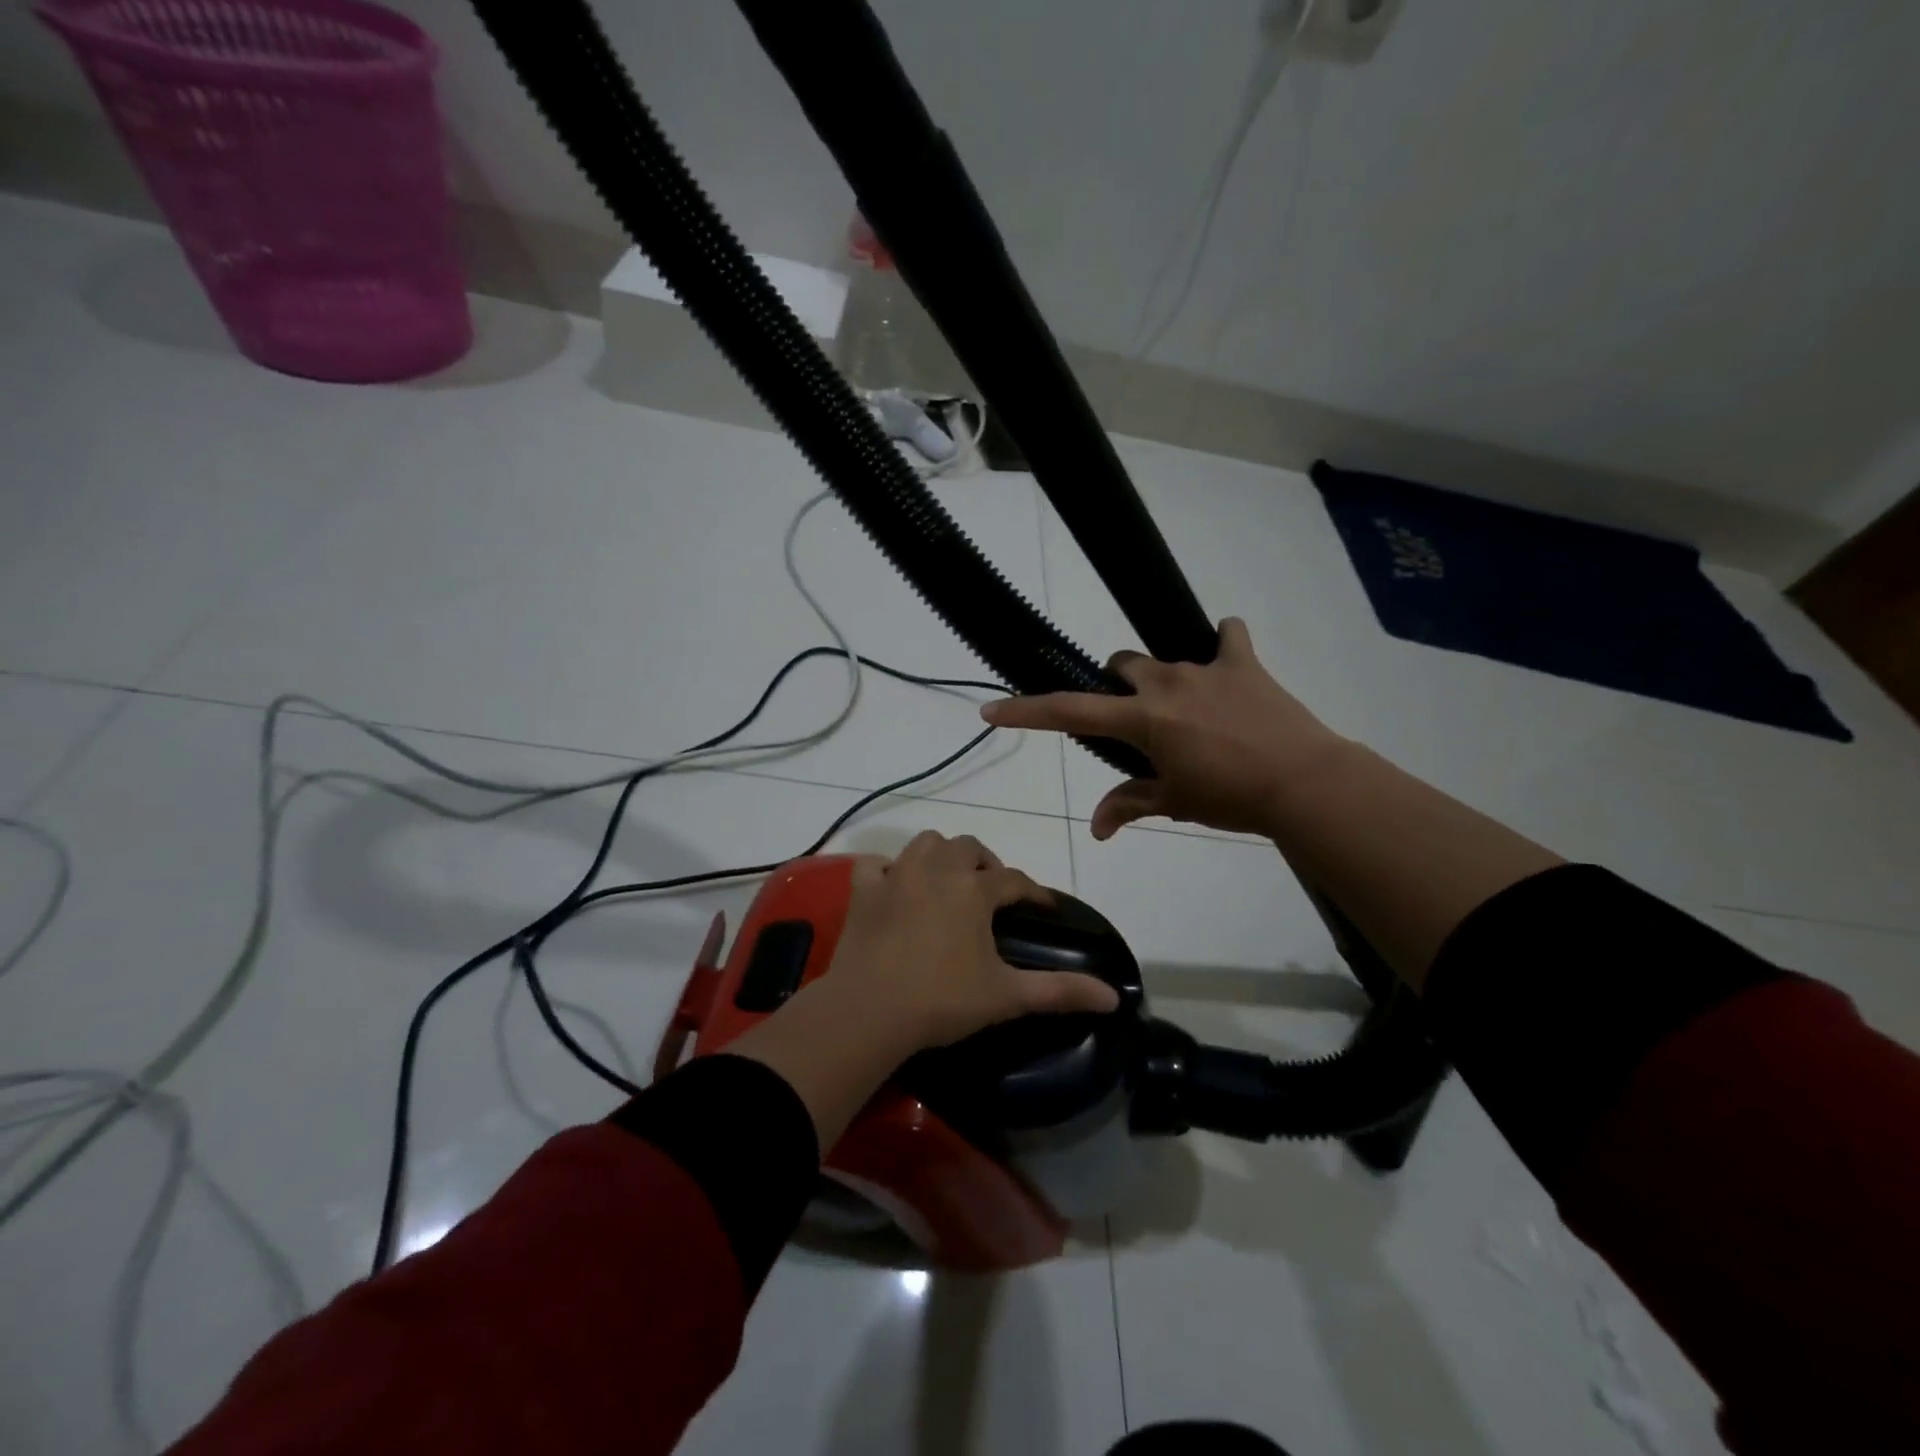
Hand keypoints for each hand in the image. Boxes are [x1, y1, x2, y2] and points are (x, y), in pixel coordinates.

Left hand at [825, 832, 1119, 1054]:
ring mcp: (896, 875)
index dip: (1034, 892)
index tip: (1045, 908)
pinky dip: (888, 869)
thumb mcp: (1007, 996)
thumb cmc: (942, 1000)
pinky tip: (896, 886)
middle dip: (987, 864)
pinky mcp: (863, 890)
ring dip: (942, 855)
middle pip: (969, 848)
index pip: (1015, 880)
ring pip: (926, 843)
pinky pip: (876, 863)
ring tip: (949, 881)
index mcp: (974, 890)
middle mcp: (937, 869)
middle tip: (993, 892)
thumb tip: (1114, 997)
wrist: (869, 1012)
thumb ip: (1061, 991)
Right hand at [980, 617, 1345, 839]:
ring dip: (1163, 681)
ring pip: (1164, 659)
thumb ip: (1129, 806)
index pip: (1070, 712)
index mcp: (1142, 718)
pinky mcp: (1243, 662)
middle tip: (1138, 721)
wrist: (1304, 782)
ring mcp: (1205, 667)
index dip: (1027, 712)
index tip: (992, 710)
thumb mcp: (1175, 803)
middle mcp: (1165, 683)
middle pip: (1121, 666)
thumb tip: (1096, 830)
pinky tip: (1228, 660)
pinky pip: (1229, 635)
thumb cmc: (1231, 797)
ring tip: (1191, 712)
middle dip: (1119, 688)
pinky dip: (1224, 644)